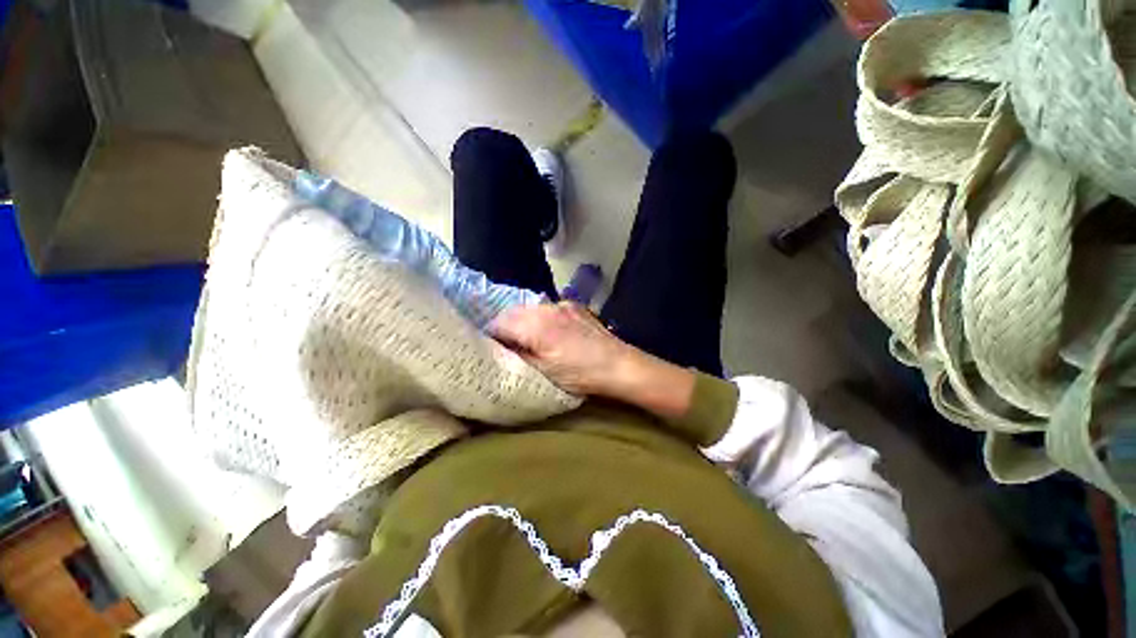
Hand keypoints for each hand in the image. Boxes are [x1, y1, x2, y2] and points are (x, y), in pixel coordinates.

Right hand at [489, 301, 629, 394]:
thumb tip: (501, 348)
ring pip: (530, 309)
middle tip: (508, 346)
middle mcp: (546, 308)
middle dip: (505, 327)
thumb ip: (517, 356)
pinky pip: (548, 308)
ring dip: (523, 321)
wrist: (618, 364)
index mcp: (534, 325)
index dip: (490, 336)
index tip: (491, 349)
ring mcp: (562, 304)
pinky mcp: (574, 305)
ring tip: (528, 339)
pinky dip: (541, 318)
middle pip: (512, 312)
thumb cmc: (579, 374)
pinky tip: (550, 332)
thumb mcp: (542, 372)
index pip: (499, 323)